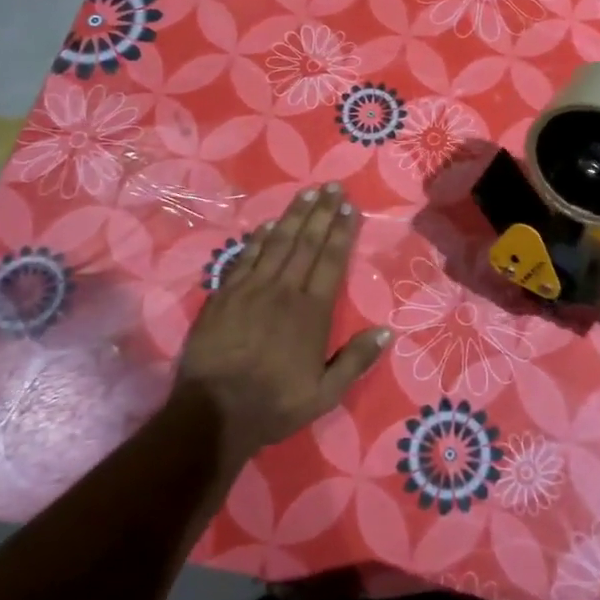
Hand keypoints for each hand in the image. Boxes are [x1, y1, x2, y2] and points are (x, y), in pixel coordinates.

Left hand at [178, 184, 388, 470]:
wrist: (213, 413)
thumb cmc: (274, 404)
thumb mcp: (325, 394)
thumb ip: (356, 361)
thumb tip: (387, 331)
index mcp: (312, 312)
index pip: (331, 260)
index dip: (342, 231)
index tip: (349, 207)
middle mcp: (284, 291)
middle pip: (306, 243)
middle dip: (321, 212)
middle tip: (332, 186)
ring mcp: (251, 290)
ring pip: (277, 243)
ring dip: (293, 216)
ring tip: (307, 193)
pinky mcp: (224, 296)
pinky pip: (245, 258)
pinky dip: (258, 239)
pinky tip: (268, 225)